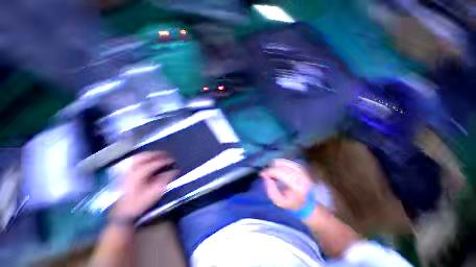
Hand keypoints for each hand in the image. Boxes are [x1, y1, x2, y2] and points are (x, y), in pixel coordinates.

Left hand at [113, 152, 178, 217]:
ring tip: (158, 155)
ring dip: (149, 154)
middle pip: (145, 157)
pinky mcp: (125, 174)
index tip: (173, 160)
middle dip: (157, 154)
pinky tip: (146, 159)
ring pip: (138, 157)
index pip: (154, 163)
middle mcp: (132, 170)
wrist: (123, 212)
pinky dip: (142, 158)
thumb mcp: (154, 193)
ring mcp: (127, 171)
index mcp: (139, 174)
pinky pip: (133, 161)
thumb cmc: (139, 202)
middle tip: (166, 154)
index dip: (165, 161)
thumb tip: (175, 171)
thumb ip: (165, 180)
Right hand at [260, 159, 312, 210]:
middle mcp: (301, 176)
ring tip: (271, 171)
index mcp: (297, 186)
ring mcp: (302, 171)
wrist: (306, 202)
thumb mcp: (279, 202)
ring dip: (275, 165)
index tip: (261, 174)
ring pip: (285, 162)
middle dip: (271, 168)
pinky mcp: (301, 168)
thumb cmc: (291, 203)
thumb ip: (271, 191)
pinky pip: (287, 161)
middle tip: (266, 174)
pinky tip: (276, 168)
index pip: (281, 173)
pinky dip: (280, 163)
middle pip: (282, 166)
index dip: (270, 171)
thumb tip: (266, 177)